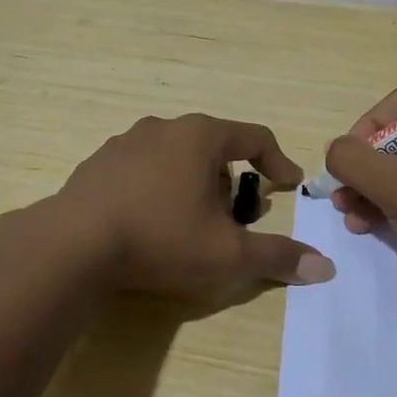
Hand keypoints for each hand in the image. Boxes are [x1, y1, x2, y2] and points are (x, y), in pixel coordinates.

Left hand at [56, 114, 335, 293]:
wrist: (72, 245)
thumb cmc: (161, 239)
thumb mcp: (227, 254)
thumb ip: (277, 257)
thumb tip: (325, 268)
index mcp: (200, 136)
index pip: (255, 138)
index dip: (278, 163)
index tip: (289, 187)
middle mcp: (163, 128)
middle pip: (214, 148)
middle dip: (232, 183)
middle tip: (235, 219)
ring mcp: (125, 142)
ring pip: (176, 158)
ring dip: (194, 186)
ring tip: (192, 225)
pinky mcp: (97, 164)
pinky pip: (143, 170)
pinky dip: (159, 190)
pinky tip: (150, 224)